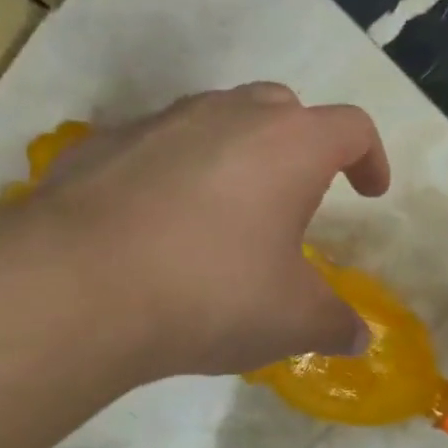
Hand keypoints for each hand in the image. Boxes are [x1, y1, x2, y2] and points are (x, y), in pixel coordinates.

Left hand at [16, 83, 390, 377]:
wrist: (76, 290)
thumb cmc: (211, 293)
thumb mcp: (291, 321)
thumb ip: (334, 324)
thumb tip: (357, 339)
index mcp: (289, 146)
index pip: (352, 128)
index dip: (371, 158)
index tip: (370, 192)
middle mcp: (227, 115)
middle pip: (284, 108)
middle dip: (303, 146)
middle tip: (299, 198)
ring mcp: (160, 122)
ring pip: (217, 119)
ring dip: (239, 155)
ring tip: (230, 214)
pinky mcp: (102, 144)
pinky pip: (159, 146)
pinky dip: (177, 172)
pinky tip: (163, 226)